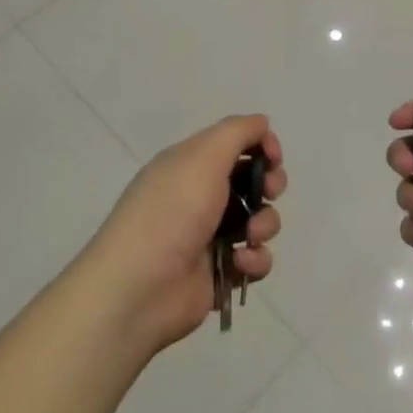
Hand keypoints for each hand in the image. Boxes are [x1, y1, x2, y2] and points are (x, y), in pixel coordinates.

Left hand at [85, 115, 285, 352]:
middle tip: (267, 192)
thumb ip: (237, 132)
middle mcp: (201, 196)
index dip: (261, 146)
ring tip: (249, 236)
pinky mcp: (221, 273)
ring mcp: (211, 236)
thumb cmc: (171, 212)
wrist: (138, 289)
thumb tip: (262, 123)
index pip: (236, 144)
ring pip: (260, 220)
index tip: (273, 157)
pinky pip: (255, 259)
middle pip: (253, 180)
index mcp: (191, 165)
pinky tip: (240, 263)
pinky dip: (255, 260)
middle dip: (270, 184)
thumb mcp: (202, 157)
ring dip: (265, 224)